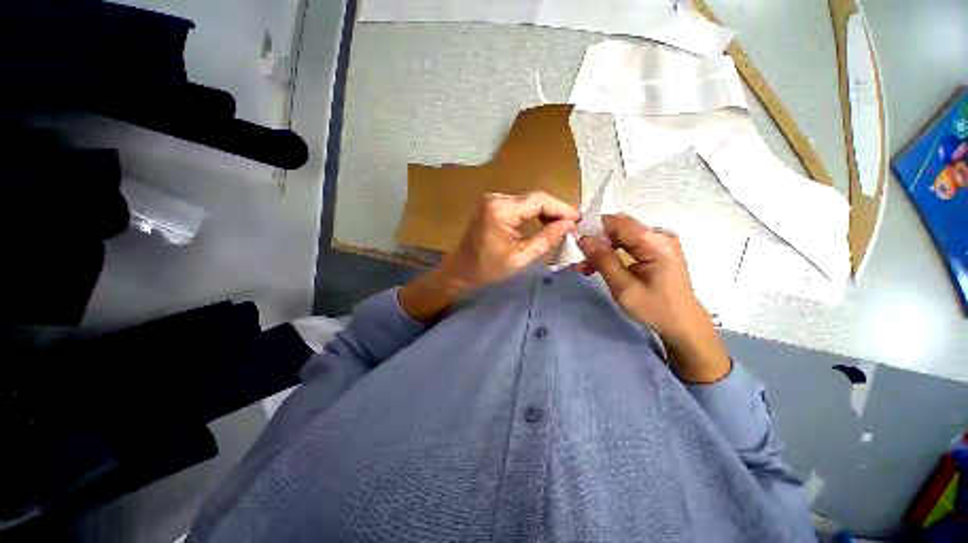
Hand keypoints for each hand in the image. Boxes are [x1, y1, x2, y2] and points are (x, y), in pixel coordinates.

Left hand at [437, 191, 579, 293]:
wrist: (461, 270)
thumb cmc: (487, 269)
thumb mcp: (520, 258)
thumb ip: (546, 239)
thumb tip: (569, 225)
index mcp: (500, 209)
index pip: (538, 200)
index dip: (561, 208)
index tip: (578, 220)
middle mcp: (496, 197)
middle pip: (534, 197)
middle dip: (556, 210)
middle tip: (573, 224)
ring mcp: (494, 199)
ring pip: (529, 200)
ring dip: (547, 211)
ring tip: (563, 225)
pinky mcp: (494, 205)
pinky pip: (520, 205)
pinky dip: (535, 213)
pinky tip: (546, 222)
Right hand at [577, 214, 729, 382]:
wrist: (683, 323)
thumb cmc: (655, 308)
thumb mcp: (623, 287)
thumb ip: (603, 260)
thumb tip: (583, 239)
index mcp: (655, 243)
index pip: (618, 222)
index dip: (594, 226)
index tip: (575, 240)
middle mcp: (660, 235)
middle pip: (620, 227)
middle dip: (596, 240)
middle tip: (579, 259)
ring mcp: (660, 241)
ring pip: (622, 235)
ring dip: (602, 248)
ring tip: (587, 266)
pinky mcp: (658, 248)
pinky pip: (629, 243)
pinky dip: (613, 252)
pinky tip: (602, 265)